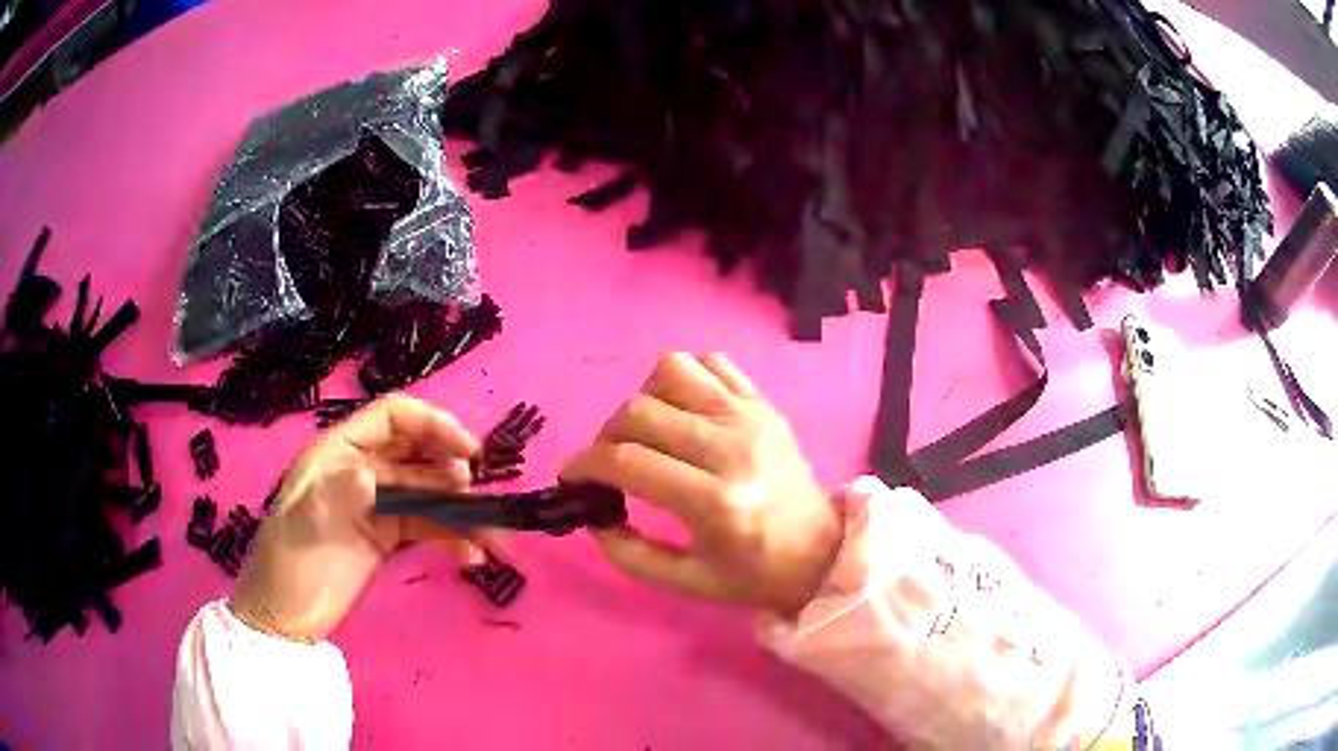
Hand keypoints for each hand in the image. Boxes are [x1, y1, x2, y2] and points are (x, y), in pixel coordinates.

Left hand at [230, 394, 484, 642]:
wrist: (287, 619)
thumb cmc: (288, 566)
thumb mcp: (304, 526)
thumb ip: (335, 495)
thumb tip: (370, 474)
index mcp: (338, 452)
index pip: (392, 418)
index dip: (432, 424)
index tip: (468, 451)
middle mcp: (361, 470)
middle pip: (416, 454)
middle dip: (451, 469)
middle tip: (476, 497)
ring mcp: (376, 506)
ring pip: (427, 494)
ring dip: (459, 511)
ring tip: (489, 537)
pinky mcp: (386, 538)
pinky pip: (426, 528)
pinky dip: (450, 538)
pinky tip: (470, 556)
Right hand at [561, 353, 840, 617]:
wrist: (822, 552)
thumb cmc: (753, 574)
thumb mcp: (685, 582)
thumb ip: (628, 554)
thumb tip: (593, 514)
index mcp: (715, 503)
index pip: (628, 461)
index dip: (585, 464)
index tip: (571, 478)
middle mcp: (732, 449)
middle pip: (641, 411)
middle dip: (605, 436)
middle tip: (607, 465)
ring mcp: (751, 417)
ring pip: (672, 370)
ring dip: (642, 398)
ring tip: (645, 433)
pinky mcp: (763, 404)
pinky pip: (711, 362)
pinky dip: (683, 378)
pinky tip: (681, 412)